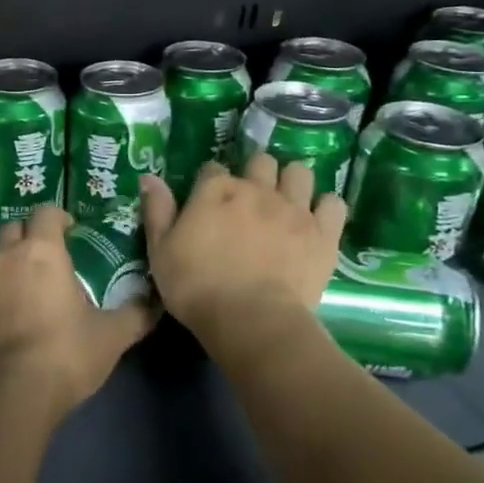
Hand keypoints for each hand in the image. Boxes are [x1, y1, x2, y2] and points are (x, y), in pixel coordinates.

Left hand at [0, 206, 157, 420]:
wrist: (10, 393)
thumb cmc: (65, 354)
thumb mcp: (112, 336)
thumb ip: (136, 314)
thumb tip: (155, 302)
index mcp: (41, 252)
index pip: (46, 212)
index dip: (58, 218)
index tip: (70, 233)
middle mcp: (4, 257)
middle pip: (14, 228)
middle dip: (29, 236)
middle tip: (46, 260)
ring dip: (6, 264)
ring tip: (23, 290)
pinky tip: (1, 320)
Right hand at [140, 154, 346, 343]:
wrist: (252, 320)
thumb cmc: (196, 287)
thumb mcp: (160, 251)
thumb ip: (157, 211)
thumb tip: (150, 177)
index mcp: (215, 191)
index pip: (212, 168)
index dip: (209, 182)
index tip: (207, 200)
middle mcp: (256, 189)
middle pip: (260, 161)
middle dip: (255, 172)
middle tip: (250, 197)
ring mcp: (293, 208)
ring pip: (299, 172)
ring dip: (291, 181)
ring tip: (285, 200)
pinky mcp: (323, 232)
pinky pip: (333, 203)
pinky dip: (325, 207)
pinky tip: (316, 219)